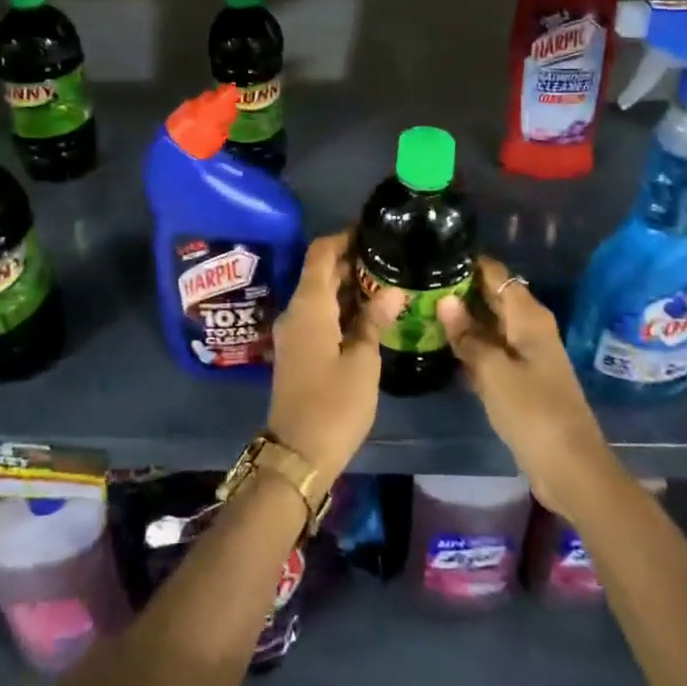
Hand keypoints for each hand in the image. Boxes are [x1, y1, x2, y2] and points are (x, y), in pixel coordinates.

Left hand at [266, 233, 400, 492]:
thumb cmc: (334, 404)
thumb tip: (392, 290)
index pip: (321, 253)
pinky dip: (341, 307)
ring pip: (320, 294)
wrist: (298, 454)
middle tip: (388, 257)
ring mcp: (294, 332)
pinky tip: (370, 313)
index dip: (343, 237)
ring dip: (348, 285)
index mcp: (309, 305)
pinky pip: (319, 314)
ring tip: (386, 281)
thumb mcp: (362, 361)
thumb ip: (374, 320)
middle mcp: (296, 311)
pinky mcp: (298, 350)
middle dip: (351, 261)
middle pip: (320, 272)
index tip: (371, 231)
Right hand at [438, 258, 615, 518]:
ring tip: (421, 309)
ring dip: (462, 319)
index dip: (467, 264)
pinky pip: (491, 349)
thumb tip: (444, 300)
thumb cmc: (532, 411)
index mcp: (528, 315)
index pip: (495, 273)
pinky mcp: (521, 378)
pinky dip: (470, 345)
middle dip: (459, 290)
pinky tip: (441, 345)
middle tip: (418, 284)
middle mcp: (529, 327)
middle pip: (492, 296)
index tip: (432, 258)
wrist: (570, 467)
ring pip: (489, 324)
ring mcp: (526, 353)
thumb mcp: (493, 371)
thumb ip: (467, 335)